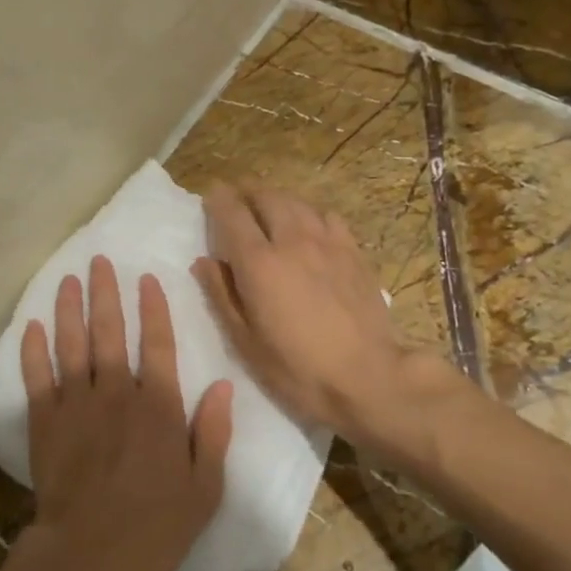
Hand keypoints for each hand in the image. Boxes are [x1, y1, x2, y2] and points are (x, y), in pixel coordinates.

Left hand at [17, 255, 231, 570]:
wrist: (90, 555)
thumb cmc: (155, 526)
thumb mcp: (205, 487)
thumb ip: (213, 433)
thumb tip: (223, 386)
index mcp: (158, 406)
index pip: (158, 344)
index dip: (153, 309)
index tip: (146, 279)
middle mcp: (117, 393)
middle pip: (110, 332)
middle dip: (106, 293)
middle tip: (98, 261)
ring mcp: (76, 405)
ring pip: (72, 345)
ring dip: (69, 309)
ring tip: (68, 279)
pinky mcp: (45, 422)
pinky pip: (36, 377)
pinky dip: (32, 350)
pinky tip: (31, 326)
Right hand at [193, 185, 432, 461]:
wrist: (367, 376)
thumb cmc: (297, 368)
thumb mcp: (245, 341)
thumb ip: (221, 295)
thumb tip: (204, 262)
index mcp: (258, 262)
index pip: (231, 213)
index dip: (217, 199)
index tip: (211, 197)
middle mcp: (291, 240)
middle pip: (265, 197)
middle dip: (247, 194)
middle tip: (238, 203)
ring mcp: (327, 242)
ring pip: (297, 202)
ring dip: (277, 200)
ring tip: (269, 211)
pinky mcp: (353, 251)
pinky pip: (327, 216)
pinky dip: (310, 214)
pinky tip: (310, 230)